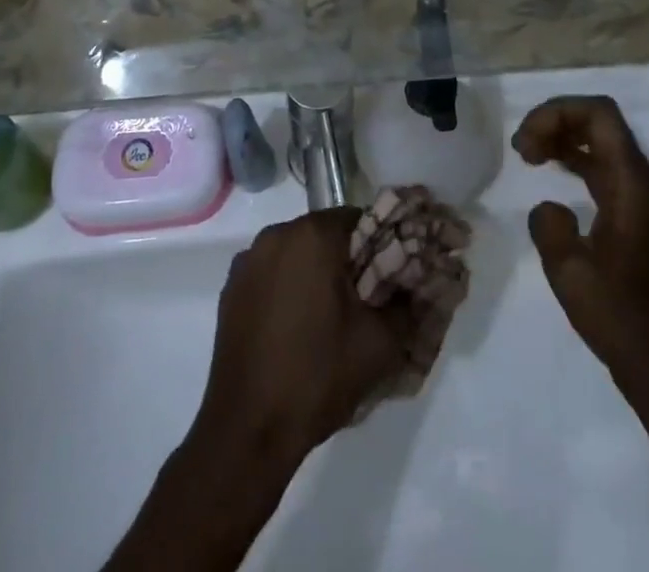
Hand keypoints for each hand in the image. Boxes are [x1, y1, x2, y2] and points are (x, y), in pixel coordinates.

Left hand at [192, 209, 410, 469]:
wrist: (247, 429)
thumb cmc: (317, 376)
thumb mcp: (380, 344)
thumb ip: (406, 305)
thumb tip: (417, 287)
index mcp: (312, 236)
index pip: (358, 220)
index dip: (379, 245)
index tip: (391, 277)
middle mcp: (276, 234)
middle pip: (325, 234)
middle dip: (347, 260)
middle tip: (366, 299)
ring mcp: (248, 260)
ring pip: (296, 253)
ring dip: (315, 272)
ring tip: (331, 317)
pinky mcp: (231, 288)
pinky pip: (271, 273)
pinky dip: (287, 287)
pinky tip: (296, 327)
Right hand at [513, 95, 648, 388]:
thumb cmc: (621, 318)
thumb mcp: (568, 271)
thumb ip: (549, 224)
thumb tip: (550, 208)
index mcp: (634, 183)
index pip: (598, 114)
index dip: (556, 112)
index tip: (524, 144)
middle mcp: (646, 181)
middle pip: (600, 122)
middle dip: (556, 122)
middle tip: (522, 149)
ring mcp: (647, 199)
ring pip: (604, 144)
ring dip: (565, 139)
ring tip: (529, 155)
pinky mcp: (643, 218)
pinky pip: (607, 170)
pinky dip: (577, 162)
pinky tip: (554, 175)